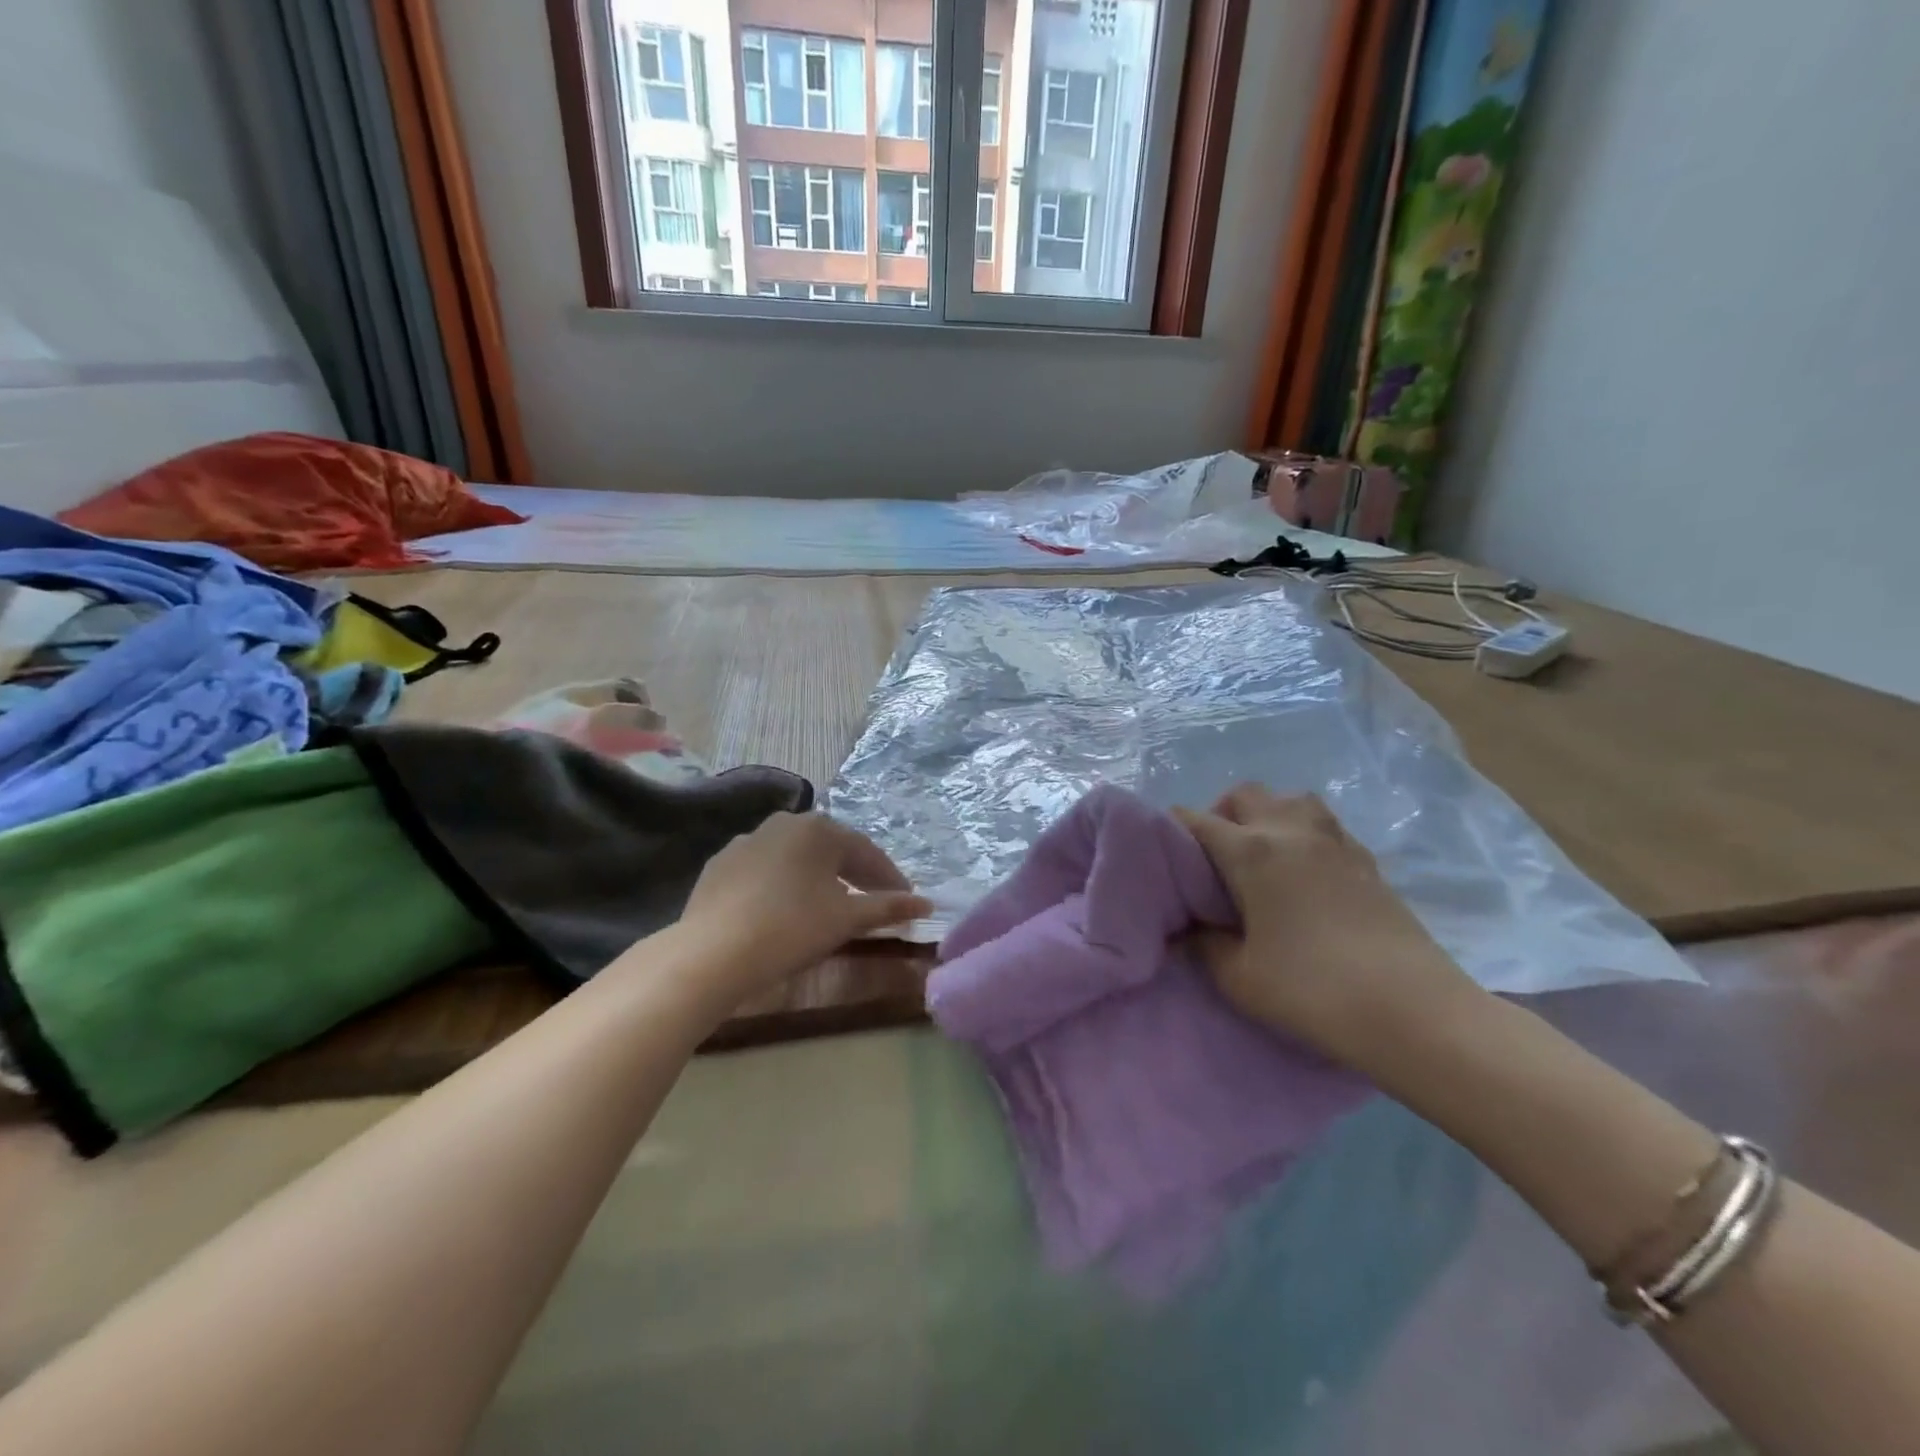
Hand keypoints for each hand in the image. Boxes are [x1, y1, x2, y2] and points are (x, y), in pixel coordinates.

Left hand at [676, 813, 930, 1006]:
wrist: (713, 952)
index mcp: (819, 828)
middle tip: (874, 900)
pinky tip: (785, 908)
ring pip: (796, 858)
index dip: (889, 877)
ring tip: (831, 904)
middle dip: (856, 874)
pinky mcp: (720, 865)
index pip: (866, 851)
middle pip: (831, 849)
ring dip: (819, 877)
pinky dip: (783, 885)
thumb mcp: (847, 919)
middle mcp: (784, 823)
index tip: (906, 900)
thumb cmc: (792, 928)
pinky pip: (765, 870)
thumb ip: (888, 907)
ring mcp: (747, 841)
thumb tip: (927, 904)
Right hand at [1174, 785, 1477, 1070]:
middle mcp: (1290, 831)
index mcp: (1250, 851)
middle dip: (1221, 814)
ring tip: (1262, 858)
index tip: (1164, 856)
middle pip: (1245, 794)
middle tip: (1216, 860)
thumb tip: (1188, 932)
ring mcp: (1335, 841)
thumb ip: (1204, 946)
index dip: (1172, 831)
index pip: (1195, 820)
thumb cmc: (1312, 991)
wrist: (1414, 1012)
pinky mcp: (1367, 859)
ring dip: (1268, 816)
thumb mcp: (1239, 978)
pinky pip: (1324, 825)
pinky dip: (1303, 834)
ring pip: (1291, 800)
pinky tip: (1304, 875)